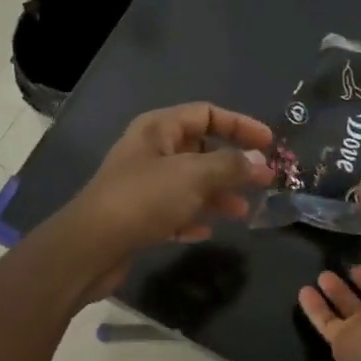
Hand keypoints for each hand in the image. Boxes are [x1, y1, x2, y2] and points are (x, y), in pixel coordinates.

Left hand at [62, 102, 275, 295]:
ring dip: (217, 193)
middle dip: (232, 164)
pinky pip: (174, 209)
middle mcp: (150, 150)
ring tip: (242, 211)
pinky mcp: (137, 215)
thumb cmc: (144, 199)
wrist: (90, 247)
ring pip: (190, 182)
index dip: (240, 125)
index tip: (270, 144)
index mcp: (158, 128)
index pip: (206, 113)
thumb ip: (230, 165)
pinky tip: (206, 231)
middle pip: (200, 149)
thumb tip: (259, 161)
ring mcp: (142, 183)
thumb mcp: (193, 176)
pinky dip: (192, 216)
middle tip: (263, 181)